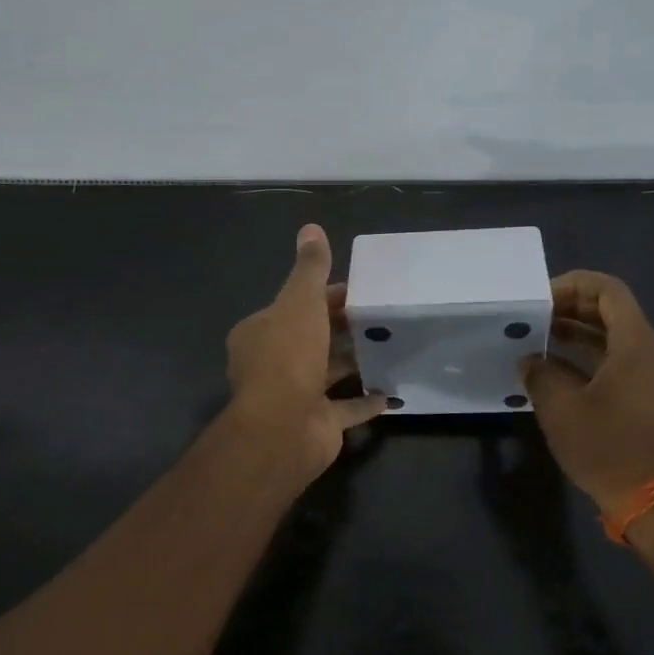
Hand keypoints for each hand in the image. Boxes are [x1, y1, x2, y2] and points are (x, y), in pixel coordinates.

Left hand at [226, 224, 385, 477]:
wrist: (283, 427)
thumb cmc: (288, 356)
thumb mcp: (300, 301)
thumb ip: (310, 268)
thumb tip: (310, 227)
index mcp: (261, 333)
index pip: (296, 305)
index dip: (326, 296)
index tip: (360, 291)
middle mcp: (273, 364)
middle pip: (312, 338)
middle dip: (342, 328)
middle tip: (381, 316)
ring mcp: (295, 396)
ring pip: (328, 373)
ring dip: (354, 362)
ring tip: (391, 347)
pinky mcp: (317, 423)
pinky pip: (346, 409)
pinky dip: (366, 401)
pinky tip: (391, 392)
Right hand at [520, 270, 653, 511]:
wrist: (648, 499)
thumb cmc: (606, 446)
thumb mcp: (560, 407)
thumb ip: (540, 373)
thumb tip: (529, 360)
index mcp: (635, 344)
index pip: (609, 290)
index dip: (575, 284)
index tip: (541, 298)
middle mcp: (648, 352)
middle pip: (612, 310)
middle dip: (572, 305)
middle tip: (536, 314)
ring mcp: (649, 375)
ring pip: (613, 335)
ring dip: (577, 330)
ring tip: (539, 335)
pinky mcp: (644, 396)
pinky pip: (615, 359)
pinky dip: (586, 354)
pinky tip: (555, 366)